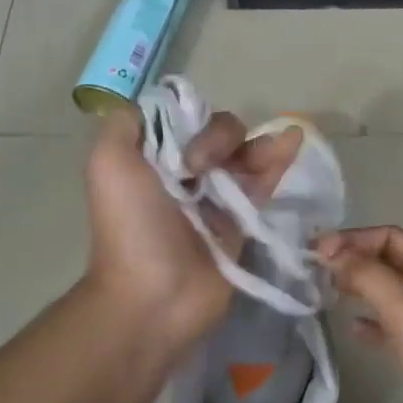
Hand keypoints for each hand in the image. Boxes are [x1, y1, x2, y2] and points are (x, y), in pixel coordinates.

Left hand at [83, 105, 303, 354]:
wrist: (155, 296)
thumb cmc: (132, 227)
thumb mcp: (109, 163)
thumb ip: (125, 124)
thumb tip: (161, 107)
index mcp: (152, 158)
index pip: (183, 118)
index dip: (191, 119)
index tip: (186, 144)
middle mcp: (184, 172)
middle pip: (217, 133)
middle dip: (221, 138)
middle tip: (203, 168)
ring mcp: (215, 196)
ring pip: (243, 154)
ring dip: (258, 144)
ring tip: (278, 145)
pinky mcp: (243, 219)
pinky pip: (263, 182)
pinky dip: (279, 160)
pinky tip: (294, 141)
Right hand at [315, 225, 402, 402]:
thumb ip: (369, 277)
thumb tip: (331, 251)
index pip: (393, 238)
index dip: (355, 239)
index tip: (316, 252)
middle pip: (390, 262)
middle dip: (354, 260)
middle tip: (313, 272)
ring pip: (388, 294)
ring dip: (358, 288)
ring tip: (324, 294)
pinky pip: (391, 327)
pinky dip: (369, 323)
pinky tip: (352, 330)